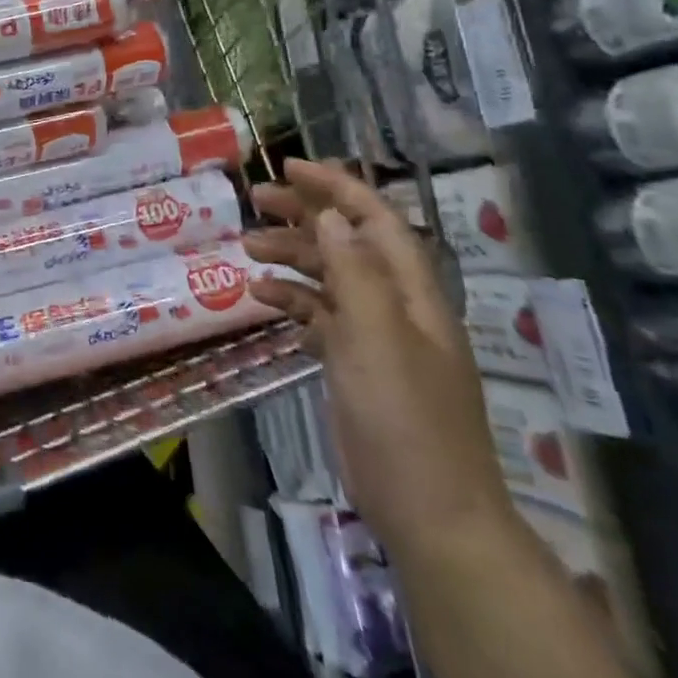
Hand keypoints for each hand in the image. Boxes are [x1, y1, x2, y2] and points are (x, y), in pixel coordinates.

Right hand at [244, 159, 516, 560]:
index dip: (336, 187)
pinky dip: (291, 300)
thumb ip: (354, 271)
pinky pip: (319, 316)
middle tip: (256, 201)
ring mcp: (374, 335)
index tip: (289, 167)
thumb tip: (330, 214)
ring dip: (291, 256)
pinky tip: (260, 296)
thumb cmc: (406, 416)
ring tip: (247, 247)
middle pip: (347, 241)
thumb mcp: (378, 336)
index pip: (374, 219)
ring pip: (328, 276)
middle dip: (304, 214)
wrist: (429, 510)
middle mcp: (394, 303)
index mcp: (411, 290)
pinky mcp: (354, 364)